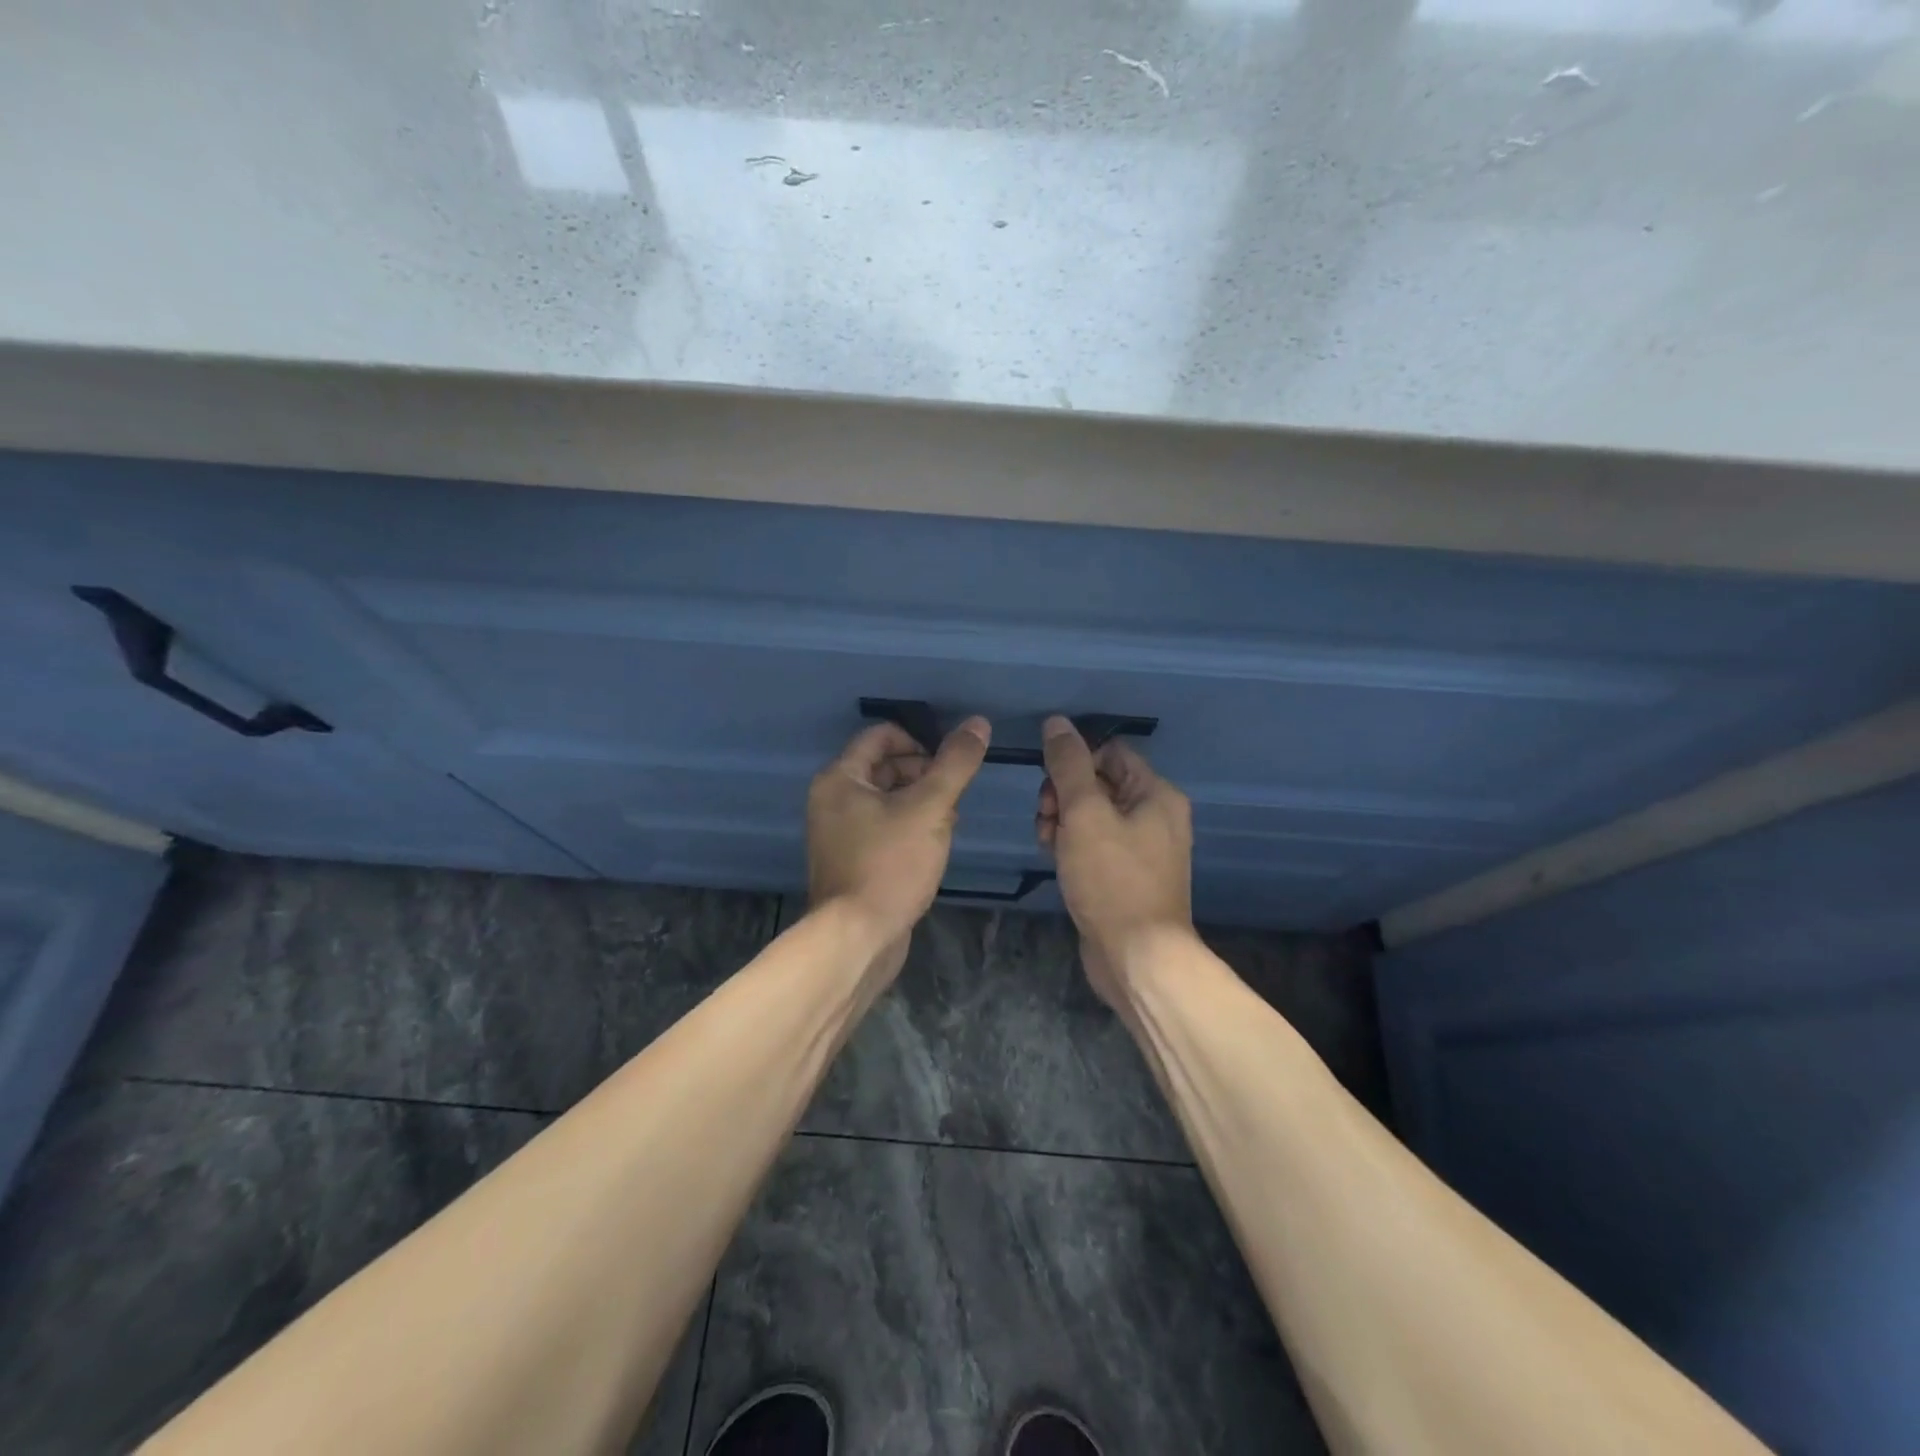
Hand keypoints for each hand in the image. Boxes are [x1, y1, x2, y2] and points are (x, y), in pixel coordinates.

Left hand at [807, 716, 991, 953]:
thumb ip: (955, 764)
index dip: (920, 741)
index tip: (948, 764)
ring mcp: (839, 833)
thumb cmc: (890, 864)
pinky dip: (908, 828)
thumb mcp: (930, 808)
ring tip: (947, 824)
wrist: (858, 938)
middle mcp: (832, 800)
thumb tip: (978, 723)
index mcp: (840, 778)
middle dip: (924, 775)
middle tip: (952, 797)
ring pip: (887, 799)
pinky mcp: (851, 860)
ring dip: (921, 803)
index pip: (881, 736)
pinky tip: (932, 848)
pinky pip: (883, 827)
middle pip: (884, 767)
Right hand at [1037, 716, 1195, 1006]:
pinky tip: (1054, 858)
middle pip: (1098, 782)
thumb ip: (1068, 765)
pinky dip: (1072, 844)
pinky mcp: (1125, 875)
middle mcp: (1155, 816)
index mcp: (1156, 794)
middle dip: (1063, 794)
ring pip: (1091, 815)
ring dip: (1061, 820)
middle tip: (1046, 817)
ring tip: (1047, 842)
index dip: (1075, 762)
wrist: (1136, 957)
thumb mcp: (1084, 813)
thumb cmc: (1112, 879)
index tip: (1050, 786)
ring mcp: (1142, 848)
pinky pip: (1094, 844)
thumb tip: (1056, 722)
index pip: (1109, 752)